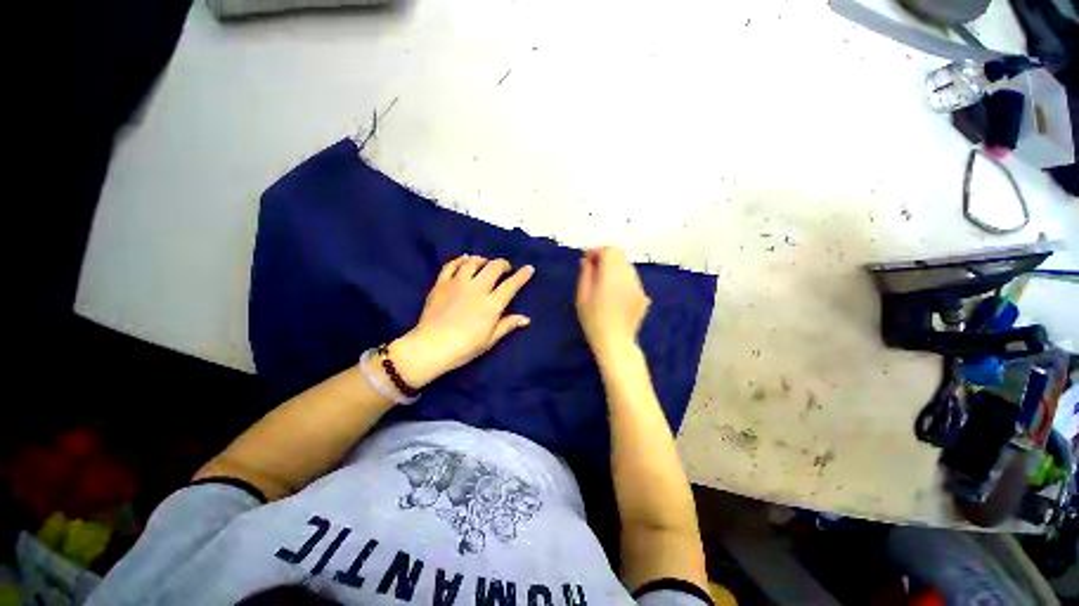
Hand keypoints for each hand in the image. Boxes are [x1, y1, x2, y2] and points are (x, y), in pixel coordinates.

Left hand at [390, 255, 533, 387]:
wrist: (431, 347)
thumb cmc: (464, 348)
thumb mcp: (489, 340)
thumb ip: (507, 325)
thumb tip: (526, 318)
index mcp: (491, 305)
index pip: (511, 285)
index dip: (522, 275)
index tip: (529, 268)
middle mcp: (477, 289)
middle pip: (494, 268)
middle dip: (503, 264)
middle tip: (506, 268)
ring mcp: (457, 284)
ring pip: (473, 262)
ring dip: (483, 260)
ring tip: (486, 263)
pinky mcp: (441, 284)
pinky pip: (451, 265)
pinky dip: (460, 260)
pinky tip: (465, 260)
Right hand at [576, 247, 649, 356]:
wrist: (615, 342)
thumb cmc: (593, 319)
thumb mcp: (582, 295)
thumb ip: (586, 274)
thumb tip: (587, 260)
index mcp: (613, 274)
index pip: (609, 250)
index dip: (596, 252)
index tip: (586, 261)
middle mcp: (629, 276)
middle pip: (620, 256)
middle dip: (606, 258)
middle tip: (593, 269)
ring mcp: (639, 287)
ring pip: (627, 268)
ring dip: (615, 268)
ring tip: (603, 282)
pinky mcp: (643, 297)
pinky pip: (632, 281)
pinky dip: (622, 280)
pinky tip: (615, 295)